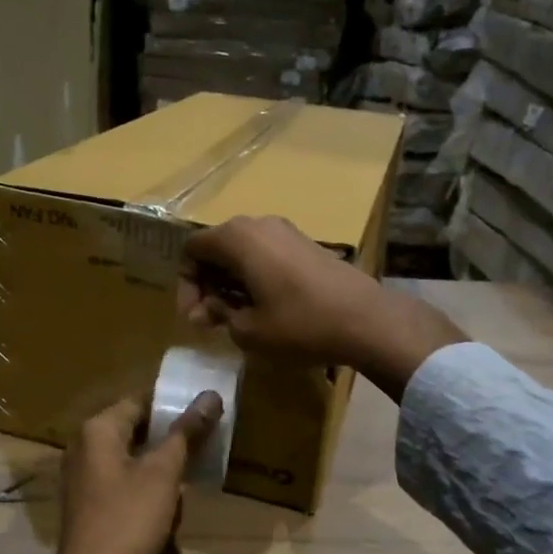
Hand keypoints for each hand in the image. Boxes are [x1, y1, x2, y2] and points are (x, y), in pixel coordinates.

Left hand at [33, 391, 222, 553]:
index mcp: (98, 428)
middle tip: (206, 438)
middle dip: (169, 434)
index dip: (174, 404)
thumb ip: (186, 432)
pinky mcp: (87, 500)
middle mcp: (84, 443)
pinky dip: (144, 480)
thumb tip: (210, 395)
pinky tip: (169, 497)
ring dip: (159, 460)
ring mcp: (82, 473)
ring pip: (130, 453)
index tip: (206, 411)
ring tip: (194, 467)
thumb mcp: (163, 474)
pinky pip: (120, 477)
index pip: (141, 399)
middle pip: (134, 426)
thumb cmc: (127, 521)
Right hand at [177, 215, 467, 399]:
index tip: (195, 318)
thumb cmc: (299, 324)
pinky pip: (265, 254)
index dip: (186, 284)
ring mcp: (286, 231)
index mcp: (237, 238)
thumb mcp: (248, 329)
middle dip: (207, 284)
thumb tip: (208, 308)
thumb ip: (219, 313)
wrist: (366, 319)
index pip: (192, 249)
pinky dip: (254, 276)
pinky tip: (263, 307)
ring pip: (242, 251)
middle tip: (210, 320)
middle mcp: (258, 224)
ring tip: (236, 317)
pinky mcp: (305, 244)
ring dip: (230, 281)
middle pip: (216, 247)